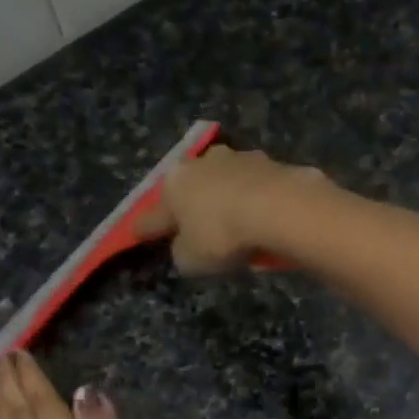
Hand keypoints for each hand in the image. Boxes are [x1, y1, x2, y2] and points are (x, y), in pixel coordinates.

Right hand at [135, 144, 329, 274]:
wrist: (279, 208)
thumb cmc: (222, 235)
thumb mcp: (191, 259)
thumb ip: (182, 252)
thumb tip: (187, 245)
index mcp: (174, 184)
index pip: (154, 213)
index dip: (147, 227)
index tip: (139, 233)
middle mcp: (203, 163)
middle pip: (191, 188)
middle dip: (191, 204)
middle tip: (196, 225)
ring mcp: (240, 159)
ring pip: (226, 182)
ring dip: (227, 198)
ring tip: (237, 223)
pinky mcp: (273, 164)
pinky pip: (258, 189)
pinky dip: (257, 202)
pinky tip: (265, 219)